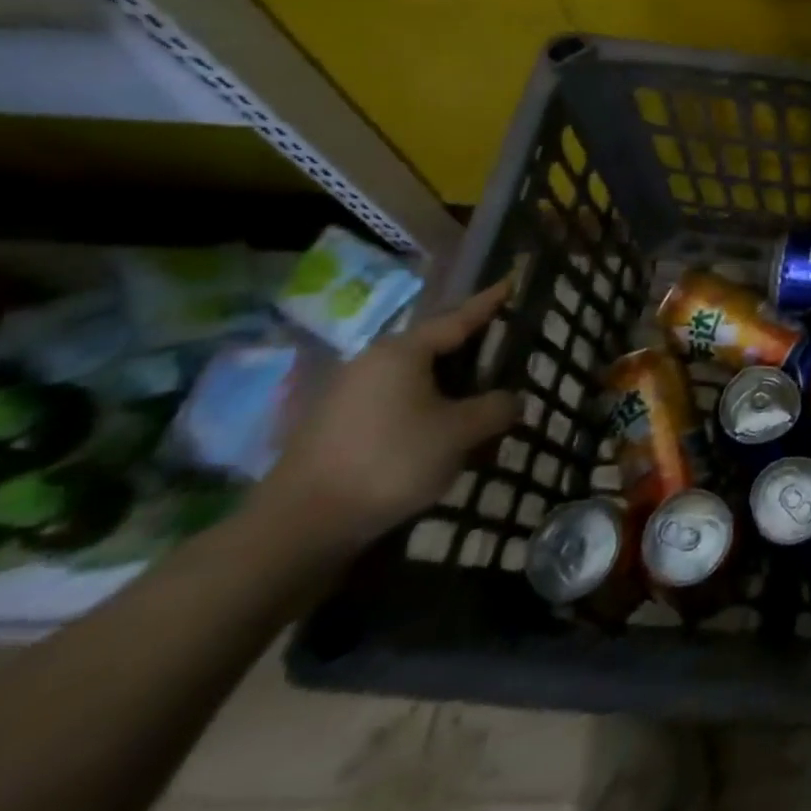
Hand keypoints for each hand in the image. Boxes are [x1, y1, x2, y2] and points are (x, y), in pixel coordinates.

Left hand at [253, 279, 519, 555]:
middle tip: (504, 353)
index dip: (489, 303)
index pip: (459, 318)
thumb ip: (496, 408)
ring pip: (414, 380)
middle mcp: (372, 362)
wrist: (297, 528)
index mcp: (403, 351)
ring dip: (448, 389)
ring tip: (477, 406)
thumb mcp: (461, 433)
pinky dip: (423, 411)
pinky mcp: (334, 428)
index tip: (511, 282)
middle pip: (435, 348)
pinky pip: (394, 405)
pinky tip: (438, 437)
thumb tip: (512, 400)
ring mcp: (347, 395)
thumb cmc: (390, 463)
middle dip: (471, 352)